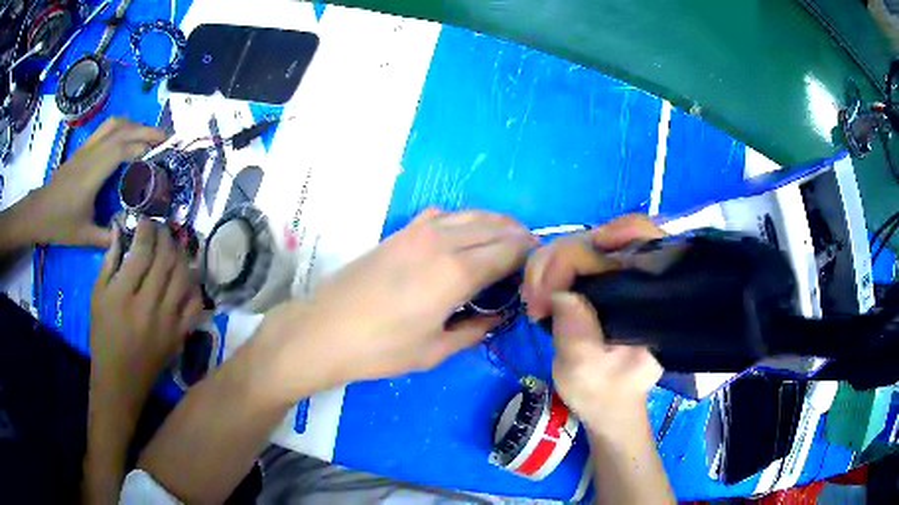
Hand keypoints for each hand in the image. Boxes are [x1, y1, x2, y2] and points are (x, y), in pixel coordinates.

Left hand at [19, 118, 165, 247]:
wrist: (38, 211)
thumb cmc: (59, 224)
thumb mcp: (85, 238)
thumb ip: (109, 236)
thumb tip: (131, 233)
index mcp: (92, 174)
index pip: (123, 149)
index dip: (145, 147)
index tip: (163, 154)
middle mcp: (92, 154)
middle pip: (123, 130)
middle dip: (148, 130)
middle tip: (167, 139)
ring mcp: (87, 148)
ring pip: (116, 123)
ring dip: (136, 124)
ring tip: (150, 135)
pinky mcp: (84, 148)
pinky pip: (107, 128)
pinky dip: (124, 126)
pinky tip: (129, 136)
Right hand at [90, 219, 203, 415]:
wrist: (120, 382)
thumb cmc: (102, 337)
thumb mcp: (97, 296)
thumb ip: (109, 261)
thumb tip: (120, 229)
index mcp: (123, 296)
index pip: (142, 251)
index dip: (147, 230)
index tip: (146, 221)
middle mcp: (149, 307)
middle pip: (166, 260)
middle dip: (166, 237)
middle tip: (162, 229)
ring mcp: (168, 323)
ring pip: (184, 278)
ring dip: (182, 256)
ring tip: (174, 247)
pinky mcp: (180, 337)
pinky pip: (195, 305)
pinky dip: (194, 286)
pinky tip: (186, 277)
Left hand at [258, 209, 535, 395]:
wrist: (323, 330)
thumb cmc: (380, 350)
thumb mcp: (436, 349)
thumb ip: (475, 329)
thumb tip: (500, 315)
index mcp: (457, 272)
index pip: (509, 250)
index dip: (531, 256)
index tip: (542, 268)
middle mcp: (443, 240)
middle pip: (496, 225)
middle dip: (520, 237)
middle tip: (530, 257)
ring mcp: (419, 231)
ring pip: (472, 214)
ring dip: (495, 225)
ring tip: (506, 244)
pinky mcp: (401, 232)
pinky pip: (445, 215)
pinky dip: (466, 221)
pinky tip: (465, 238)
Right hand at [523, 215, 665, 432]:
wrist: (609, 403)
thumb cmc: (606, 393)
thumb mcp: (589, 374)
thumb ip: (579, 339)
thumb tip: (562, 294)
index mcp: (653, 292)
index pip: (637, 237)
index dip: (597, 244)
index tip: (556, 289)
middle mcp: (639, 273)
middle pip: (596, 237)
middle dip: (556, 263)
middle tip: (535, 304)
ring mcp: (616, 273)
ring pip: (576, 243)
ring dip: (545, 267)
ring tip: (534, 304)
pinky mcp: (597, 279)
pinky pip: (566, 257)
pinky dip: (545, 271)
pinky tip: (537, 295)